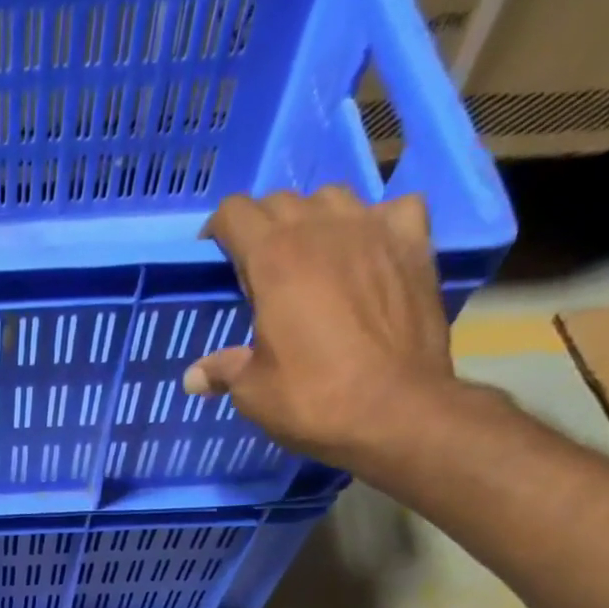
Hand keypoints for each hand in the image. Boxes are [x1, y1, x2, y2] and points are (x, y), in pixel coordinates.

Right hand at [183, 189, 459, 476]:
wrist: (396, 411)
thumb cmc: (312, 399)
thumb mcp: (253, 392)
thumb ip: (223, 370)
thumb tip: (193, 377)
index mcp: (274, 260)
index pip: (235, 213)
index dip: (218, 232)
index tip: (214, 259)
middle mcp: (323, 229)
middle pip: (282, 202)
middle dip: (262, 227)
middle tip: (256, 269)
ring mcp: (375, 229)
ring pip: (334, 197)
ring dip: (314, 219)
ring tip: (309, 256)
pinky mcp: (415, 243)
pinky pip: (391, 209)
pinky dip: (374, 223)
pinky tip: (368, 250)